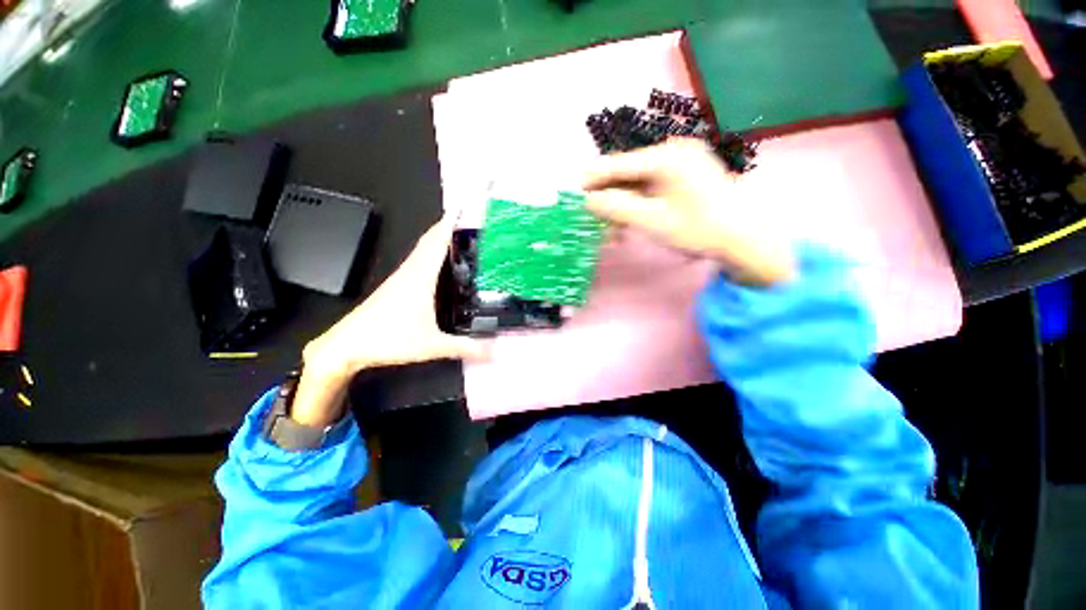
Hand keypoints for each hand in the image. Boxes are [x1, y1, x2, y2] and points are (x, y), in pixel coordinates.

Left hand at [289, 214, 487, 427]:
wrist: (347, 345)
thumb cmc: (388, 339)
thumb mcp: (432, 345)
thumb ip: (465, 348)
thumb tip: (494, 352)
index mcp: (420, 276)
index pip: (437, 241)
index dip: (450, 221)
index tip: (464, 205)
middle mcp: (411, 271)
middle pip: (430, 240)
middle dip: (448, 226)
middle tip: (471, 220)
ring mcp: (402, 278)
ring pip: (423, 250)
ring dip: (440, 238)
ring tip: (462, 236)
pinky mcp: (398, 286)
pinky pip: (419, 261)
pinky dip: (432, 254)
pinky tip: (441, 264)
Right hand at [582, 138, 794, 285]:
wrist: (745, 239)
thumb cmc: (700, 230)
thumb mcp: (653, 222)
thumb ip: (618, 209)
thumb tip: (589, 200)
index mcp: (667, 158)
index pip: (620, 165)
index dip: (594, 177)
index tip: (574, 189)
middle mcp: (673, 154)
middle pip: (629, 174)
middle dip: (610, 198)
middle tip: (594, 218)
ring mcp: (682, 165)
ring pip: (639, 184)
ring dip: (623, 207)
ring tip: (613, 232)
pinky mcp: (686, 177)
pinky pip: (652, 189)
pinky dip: (639, 206)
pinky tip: (630, 225)